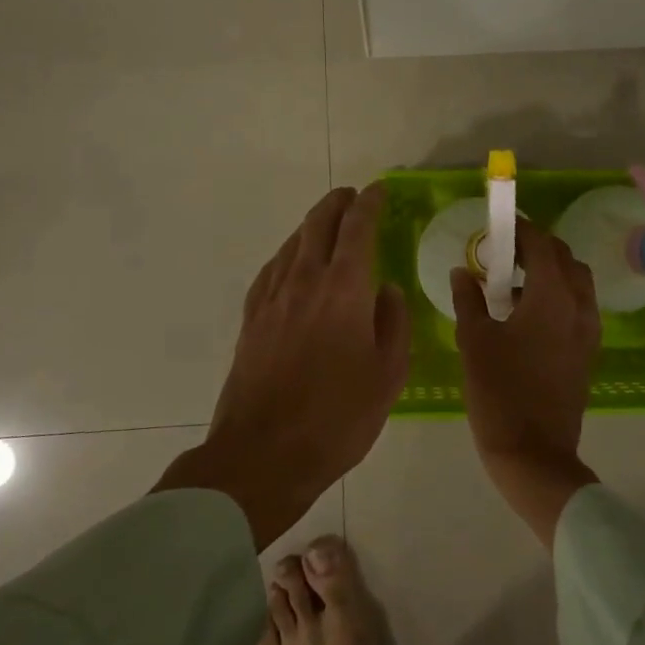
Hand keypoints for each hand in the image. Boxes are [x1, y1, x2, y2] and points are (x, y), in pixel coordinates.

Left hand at [156, 184, 409, 547]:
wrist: (263, 454)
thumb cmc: (338, 418)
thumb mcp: (388, 375)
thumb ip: (393, 323)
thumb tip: (386, 290)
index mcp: (344, 290)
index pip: (357, 228)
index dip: (370, 204)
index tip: (379, 190)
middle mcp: (304, 281)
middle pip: (318, 224)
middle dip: (337, 203)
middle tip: (353, 196)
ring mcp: (271, 298)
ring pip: (293, 243)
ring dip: (312, 225)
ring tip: (327, 223)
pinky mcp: (251, 318)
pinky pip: (272, 269)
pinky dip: (288, 253)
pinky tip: (292, 262)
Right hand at [451, 219, 601, 544]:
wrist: (534, 454)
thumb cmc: (499, 393)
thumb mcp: (475, 341)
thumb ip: (468, 299)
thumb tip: (461, 272)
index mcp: (552, 297)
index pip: (542, 244)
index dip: (521, 229)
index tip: (498, 226)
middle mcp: (578, 306)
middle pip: (564, 258)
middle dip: (537, 247)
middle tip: (502, 253)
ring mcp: (588, 330)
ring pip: (577, 281)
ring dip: (551, 270)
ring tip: (514, 281)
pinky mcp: (588, 351)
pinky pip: (579, 305)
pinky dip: (559, 294)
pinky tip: (529, 312)